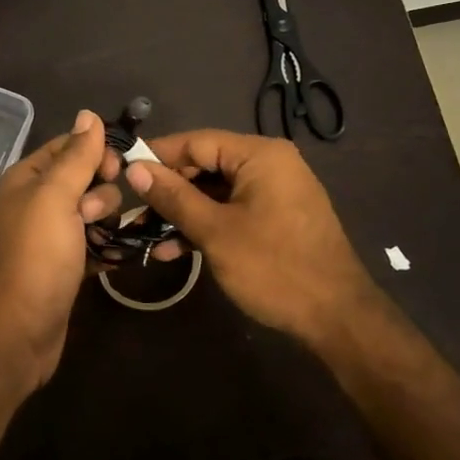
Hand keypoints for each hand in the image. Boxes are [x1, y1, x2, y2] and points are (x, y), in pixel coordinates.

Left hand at [0, 111, 123, 387]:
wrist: (18, 332)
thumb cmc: (36, 257)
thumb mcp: (55, 197)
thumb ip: (76, 156)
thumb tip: (89, 114)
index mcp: (27, 179)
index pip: (69, 146)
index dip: (97, 152)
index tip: (118, 170)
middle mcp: (37, 202)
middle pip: (86, 179)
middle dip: (102, 193)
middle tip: (93, 215)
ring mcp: (52, 236)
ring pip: (95, 213)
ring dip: (107, 222)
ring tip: (100, 241)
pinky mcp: (67, 265)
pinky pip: (96, 243)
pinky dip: (108, 247)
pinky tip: (119, 256)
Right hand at [126, 130, 380, 348]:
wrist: (337, 318)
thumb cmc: (274, 267)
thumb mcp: (215, 231)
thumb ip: (173, 196)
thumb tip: (135, 168)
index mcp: (259, 155)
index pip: (197, 141)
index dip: (158, 155)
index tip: (122, 170)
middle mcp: (270, 164)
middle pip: (206, 165)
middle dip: (168, 190)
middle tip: (132, 211)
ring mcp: (275, 192)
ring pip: (215, 192)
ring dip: (182, 213)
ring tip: (145, 237)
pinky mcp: (276, 218)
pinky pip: (232, 210)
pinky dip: (206, 225)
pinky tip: (174, 250)